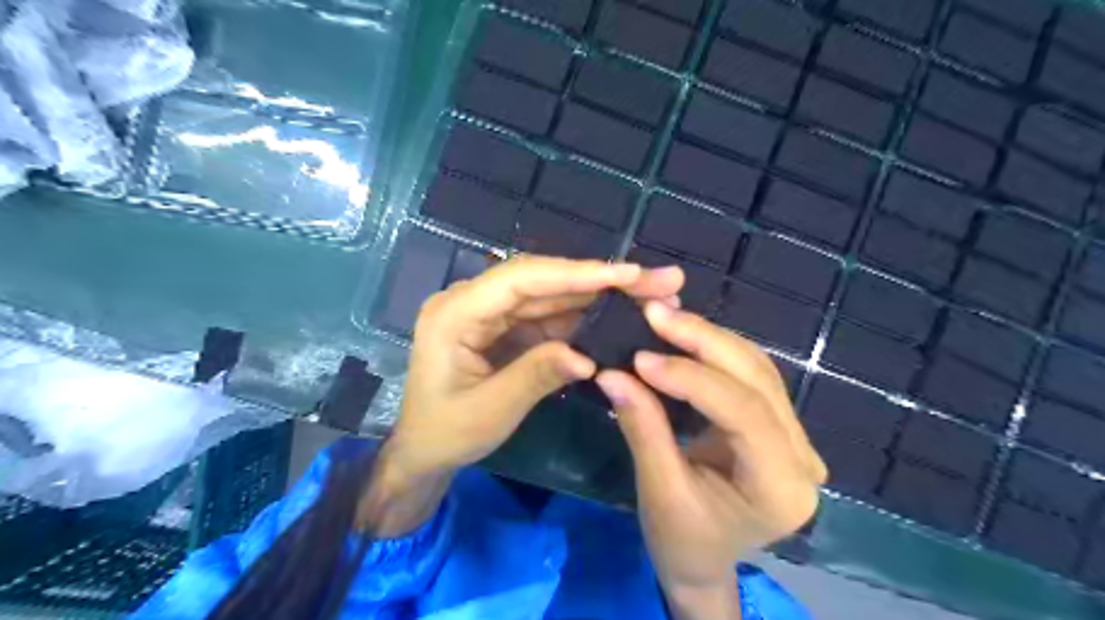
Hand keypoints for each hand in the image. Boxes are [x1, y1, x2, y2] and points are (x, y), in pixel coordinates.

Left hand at [364, 257, 687, 537]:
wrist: (423, 451)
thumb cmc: (445, 433)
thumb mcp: (490, 411)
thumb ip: (535, 377)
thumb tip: (587, 357)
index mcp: (455, 313)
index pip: (523, 280)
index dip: (577, 273)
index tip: (628, 274)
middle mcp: (473, 301)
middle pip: (544, 280)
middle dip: (601, 280)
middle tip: (659, 279)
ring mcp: (492, 313)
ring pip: (552, 295)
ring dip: (599, 295)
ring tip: (650, 295)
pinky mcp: (507, 328)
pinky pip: (549, 316)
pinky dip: (584, 317)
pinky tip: (617, 316)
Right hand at [595, 304, 827, 615]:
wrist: (703, 560)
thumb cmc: (682, 540)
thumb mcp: (658, 490)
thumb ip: (642, 428)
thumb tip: (611, 373)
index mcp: (781, 487)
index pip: (743, 414)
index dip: (691, 379)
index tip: (641, 358)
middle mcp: (801, 455)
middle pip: (757, 379)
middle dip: (703, 341)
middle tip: (655, 313)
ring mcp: (795, 437)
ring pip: (756, 368)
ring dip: (708, 338)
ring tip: (664, 317)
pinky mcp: (777, 424)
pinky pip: (749, 373)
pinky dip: (714, 350)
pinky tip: (684, 334)